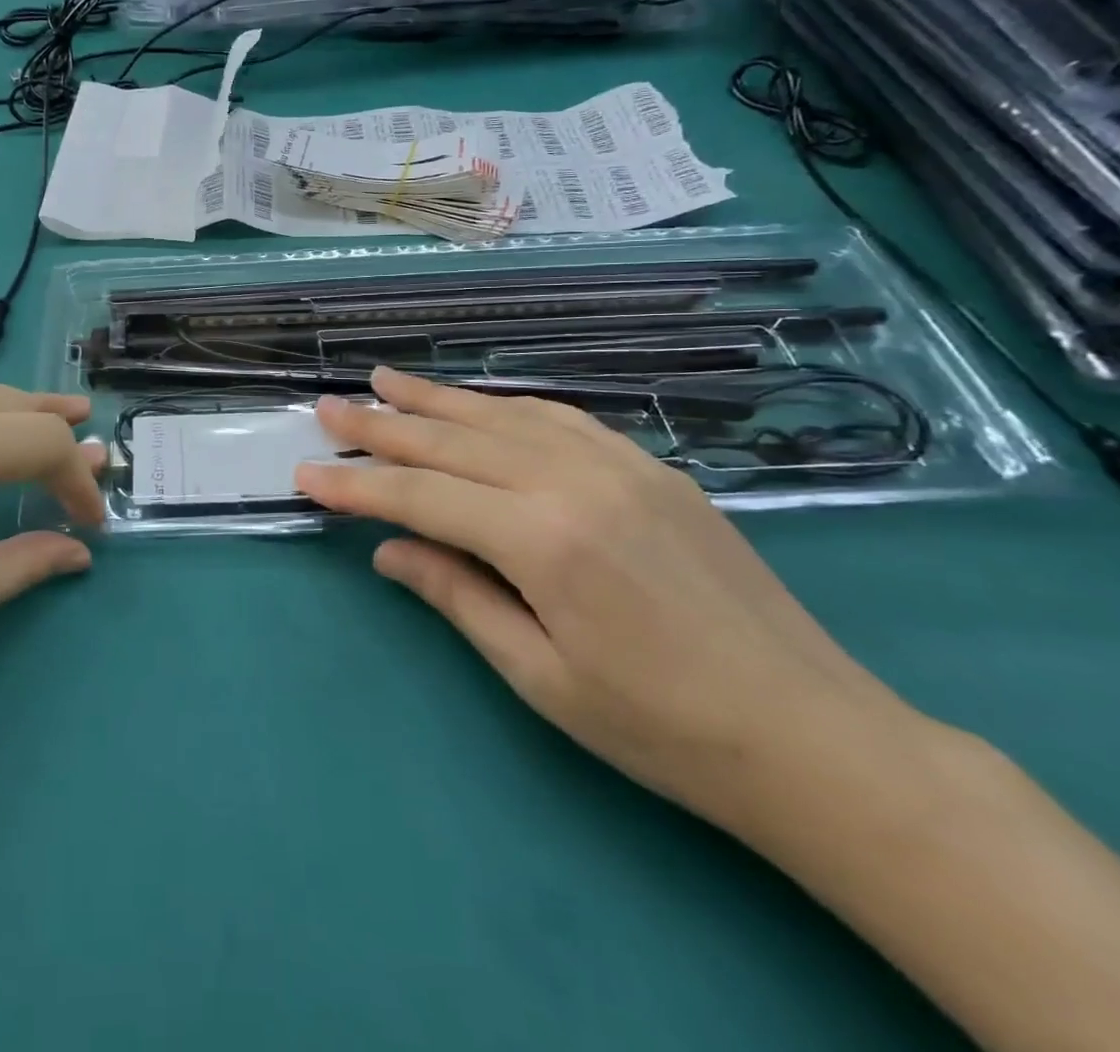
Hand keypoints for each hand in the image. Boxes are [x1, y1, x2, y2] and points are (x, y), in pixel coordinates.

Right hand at [295, 367, 909, 835]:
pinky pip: (560, 419)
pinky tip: (480, 404)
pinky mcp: (652, 468)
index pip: (421, 496)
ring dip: (438, 399)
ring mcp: (620, 465)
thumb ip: (456, 595)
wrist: (813, 736)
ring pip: (504, 415)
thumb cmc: (661, 728)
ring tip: (387, 382)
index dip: (357, 485)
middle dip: (382, 425)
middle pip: (455, 441)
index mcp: (543, 539)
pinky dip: (505, 407)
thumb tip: (388, 548)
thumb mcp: (539, 676)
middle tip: (329, 406)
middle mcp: (575, 481)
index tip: (306, 472)